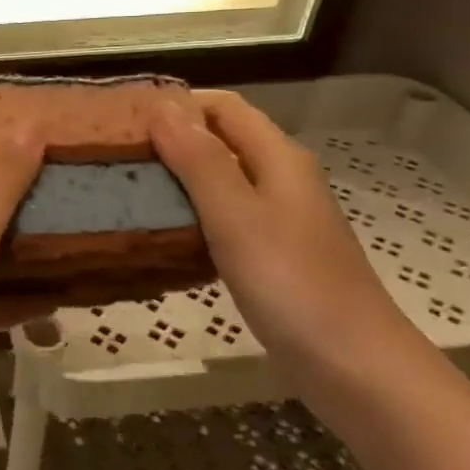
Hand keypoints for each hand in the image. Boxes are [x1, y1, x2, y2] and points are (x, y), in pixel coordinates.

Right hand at [149, 92, 418, 392]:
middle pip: (222, 140)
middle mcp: (281, 180)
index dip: (178, 103)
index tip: (126, 117)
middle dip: (171, 139)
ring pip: (221, 181)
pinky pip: (224, 218)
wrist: (353, 367)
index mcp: (278, 159)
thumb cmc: (291, 283)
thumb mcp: (236, 214)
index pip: (224, 107)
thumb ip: (198, 159)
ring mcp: (279, 220)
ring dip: (178, 178)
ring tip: (127, 187)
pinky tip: (162, 232)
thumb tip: (162, 106)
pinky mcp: (272, 255)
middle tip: (116, 153)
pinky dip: (192, 215)